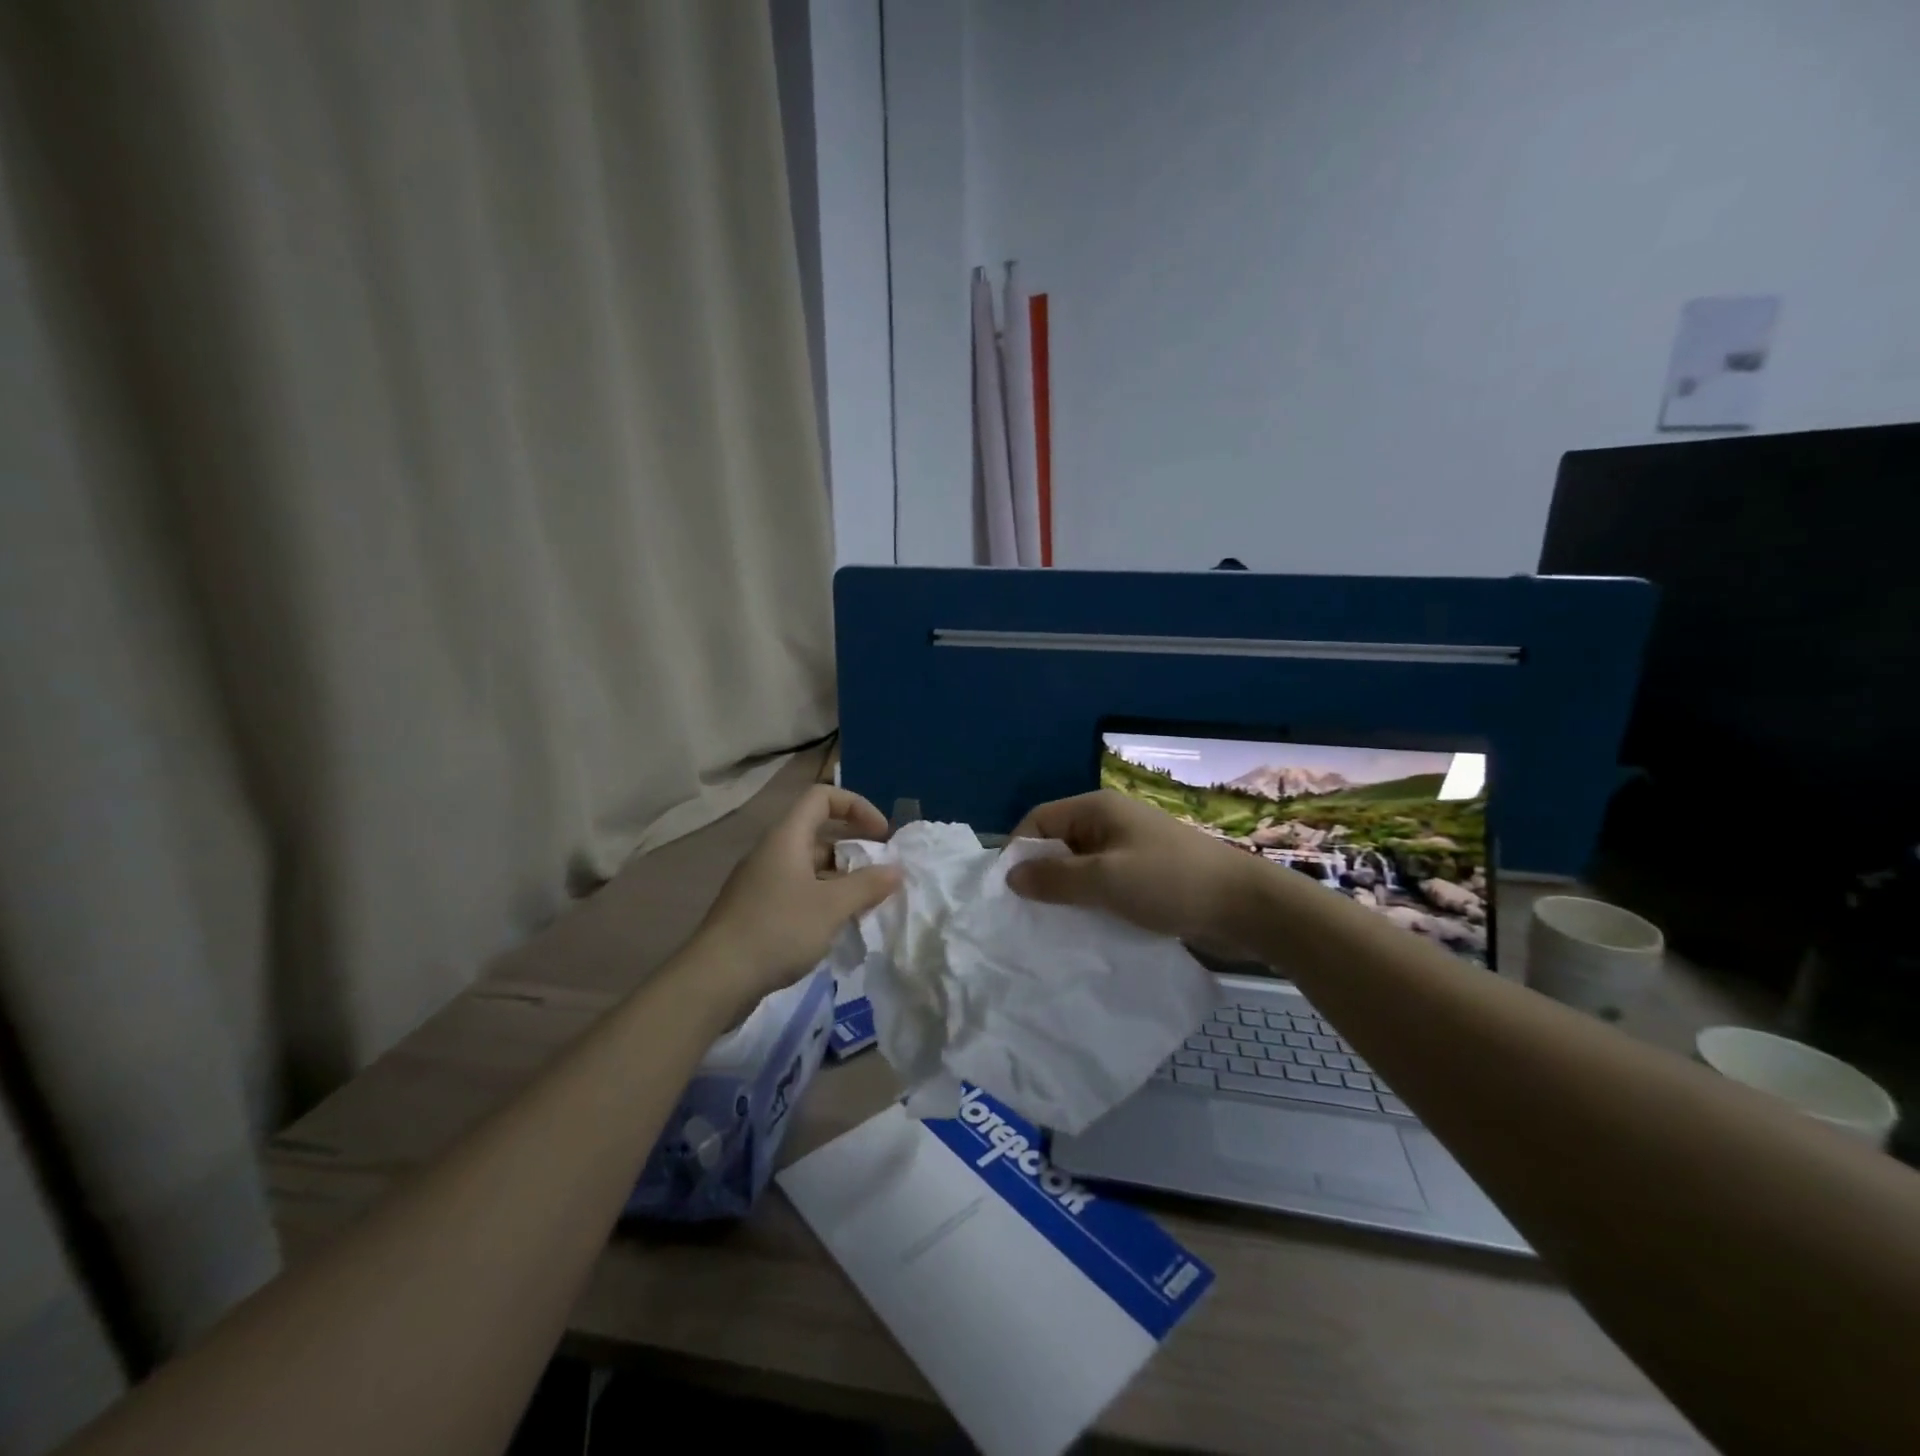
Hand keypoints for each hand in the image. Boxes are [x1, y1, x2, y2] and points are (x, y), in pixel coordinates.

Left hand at [692, 785, 901, 1010]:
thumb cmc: (778, 930)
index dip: (856, 806)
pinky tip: (836, 927)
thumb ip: (868, 885)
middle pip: (818, 833)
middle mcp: (772, 852)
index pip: (823, 797)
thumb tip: (895, 870)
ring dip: (840, 878)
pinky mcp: (756, 910)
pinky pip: (797, 891)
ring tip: (864, 905)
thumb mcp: (832, 906)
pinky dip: (822, 899)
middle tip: (879, 874)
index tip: (881, 835)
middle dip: (853, 849)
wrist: (715, 978)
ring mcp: (761, 882)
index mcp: (786, 837)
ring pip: (809, 866)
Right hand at [1006, 789, 1264, 948]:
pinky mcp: (1146, 874)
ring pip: (1081, 867)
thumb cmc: (1170, 883)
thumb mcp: (1105, 880)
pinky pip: (1105, 883)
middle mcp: (1109, 822)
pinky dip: (1092, 902)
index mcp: (1097, 810)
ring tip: (1054, 928)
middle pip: (1058, 843)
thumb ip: (1054, 878)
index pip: (1038, 820)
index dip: (1019, 851)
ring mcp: (1130, 848)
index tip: (1010, 893)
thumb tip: (1011, 876)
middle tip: (1029, 916)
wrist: (1246, 905)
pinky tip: (1087, 928)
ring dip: (1068, 894)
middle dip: (1042, 876)